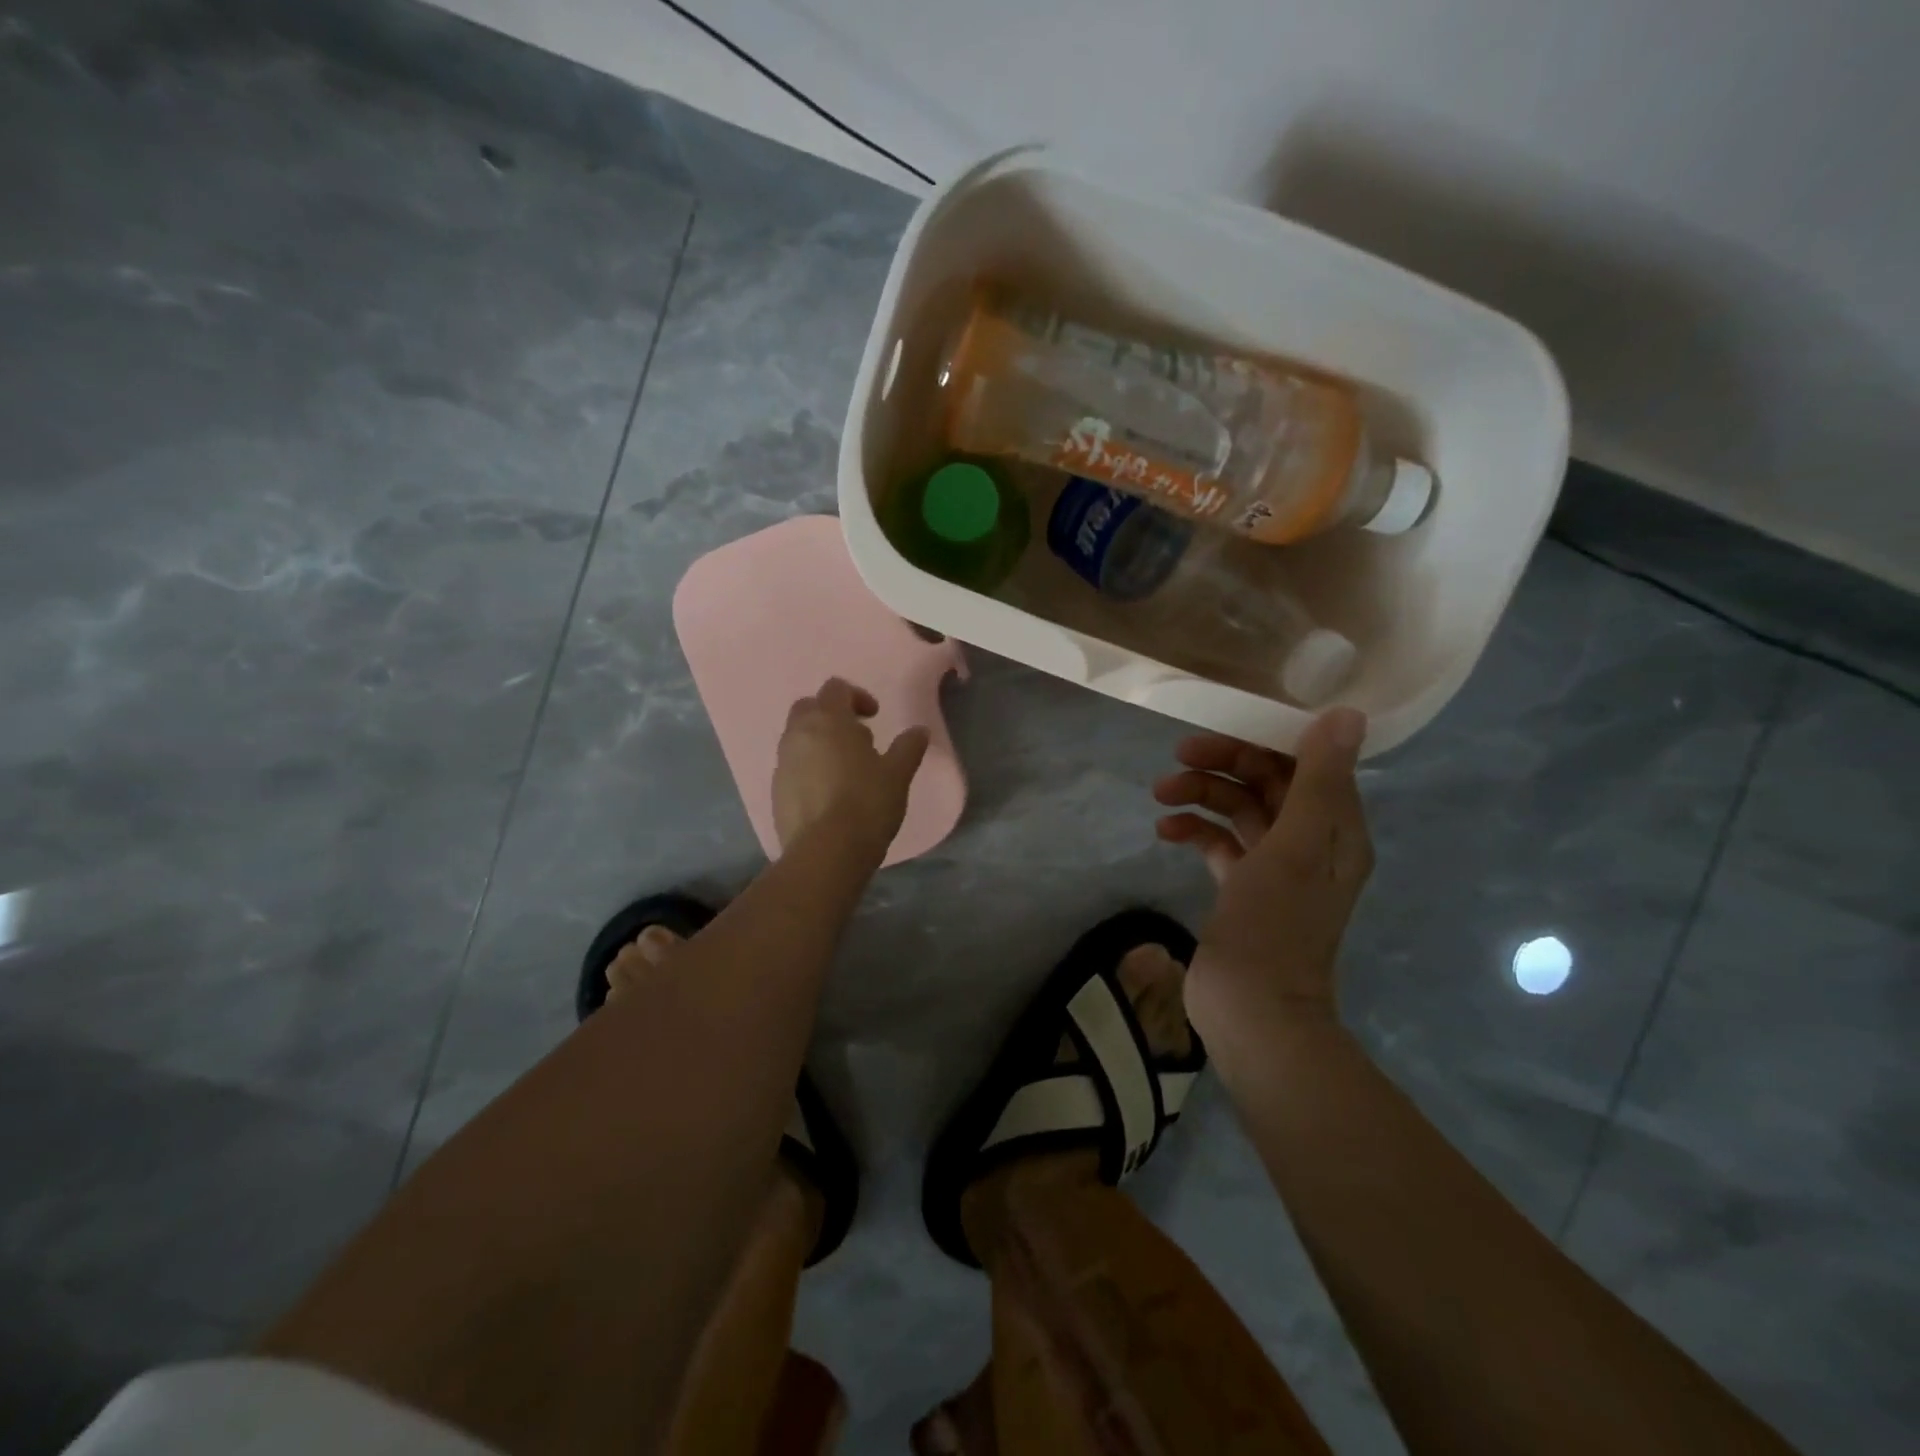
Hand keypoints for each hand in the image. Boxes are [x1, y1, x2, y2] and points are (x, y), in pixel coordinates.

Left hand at [773, 677, 929, 859]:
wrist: (826, 852)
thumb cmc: (866, 803)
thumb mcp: (897, 774)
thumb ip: (908, 748)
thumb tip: (919, 731)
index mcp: (827, 721)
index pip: (836, 689)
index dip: (857, 696)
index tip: (874, 717)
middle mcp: (798, 735)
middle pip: (808, 708)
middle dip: (831, 715)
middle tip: (857, 738)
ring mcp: (782, 764)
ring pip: (797, 738)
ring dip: (818, 743)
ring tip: (845, 769)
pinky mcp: (775, 791)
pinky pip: (792, 767)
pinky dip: (808, 769)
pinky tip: (830, 794)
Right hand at [1152, 708, 1372, 1037]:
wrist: (1253, 1011)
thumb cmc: (1275, 925)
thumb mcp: (1297, 846)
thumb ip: (1319, 779)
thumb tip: (1348, 713)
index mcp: (1335, 828)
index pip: (1305, 762)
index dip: (1265, 739)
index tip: (1221, 727)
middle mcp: (1310, 841)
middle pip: (1268, 782)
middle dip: (1224, 763)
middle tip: (1179, 755)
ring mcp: (1275, 867)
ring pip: (1239, 809)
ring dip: (1202, 795)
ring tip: (1160, 794)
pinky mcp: (1243, 888)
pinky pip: (1219, 843)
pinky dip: (1194, 830)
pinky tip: (1165, 830)